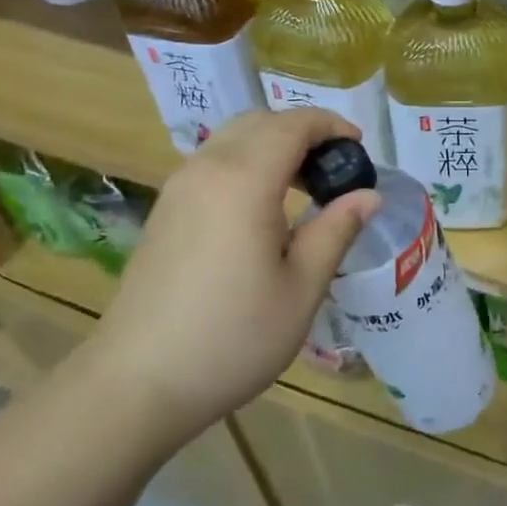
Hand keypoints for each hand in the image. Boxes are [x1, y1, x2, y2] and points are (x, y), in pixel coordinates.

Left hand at [82, 108, 379, 447]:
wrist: (137, 383)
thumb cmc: (233, 337)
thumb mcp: (302, 287)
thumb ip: (336, 230)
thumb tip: (369, 195)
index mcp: (244, 181)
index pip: (292, 125)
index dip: (330, 126)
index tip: (358, 149)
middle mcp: (206, 170)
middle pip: (259, 122)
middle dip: (302, 132)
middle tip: (335, 169)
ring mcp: (178, 189)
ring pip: (231, 139)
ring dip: (272, 146)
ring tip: (304, 187)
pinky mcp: (164, 212)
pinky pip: (211, 163)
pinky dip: (246, 163)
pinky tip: (262, 208)